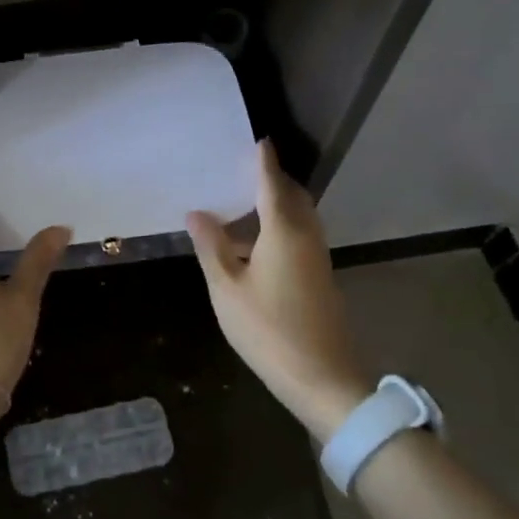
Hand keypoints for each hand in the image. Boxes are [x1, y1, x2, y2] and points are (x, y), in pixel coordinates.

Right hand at [187, 141, 374, 442]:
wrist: (322, 378)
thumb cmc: (268, 330)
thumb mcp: (227, 288)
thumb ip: (212, 247)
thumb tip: (197, 213)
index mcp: (284, 232)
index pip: (272, 184)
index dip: (263, 161)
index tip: (258, 139)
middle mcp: (306, 236)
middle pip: (293, 196)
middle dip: (273, 179)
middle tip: (245, 169)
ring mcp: (318, 258)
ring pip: (300, 217)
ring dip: (278, 203)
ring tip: (246, 201)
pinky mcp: (320, 277)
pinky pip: (301, 235)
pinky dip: (282, 225)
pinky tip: (257, 242)